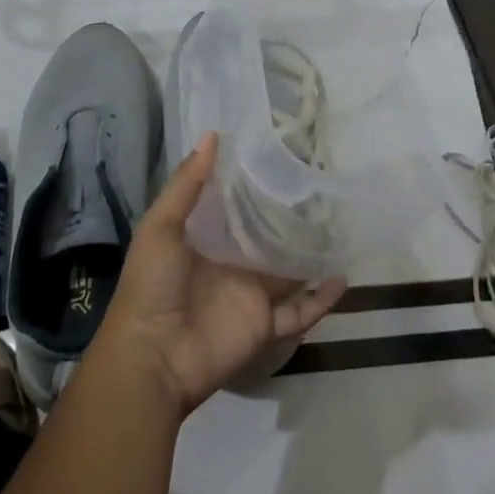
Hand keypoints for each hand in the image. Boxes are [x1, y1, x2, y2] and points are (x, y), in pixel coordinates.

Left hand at [95, 133, 346, 417]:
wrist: (152, 359)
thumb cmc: (151, 286)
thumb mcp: (160, 228)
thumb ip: (186, 184)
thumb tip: (213, 135)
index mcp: (205, 240)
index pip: (236, 207)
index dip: (255, 185)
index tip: (281, 157)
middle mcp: (231, 264)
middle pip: (268, 237)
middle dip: (291, 218)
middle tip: (322, 188)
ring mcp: (250, 295)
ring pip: (290, 272)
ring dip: (311, 254)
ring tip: (341, 226)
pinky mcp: (265, 325)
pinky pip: (300, 311)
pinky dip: (321, 299)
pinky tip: (343, 277)